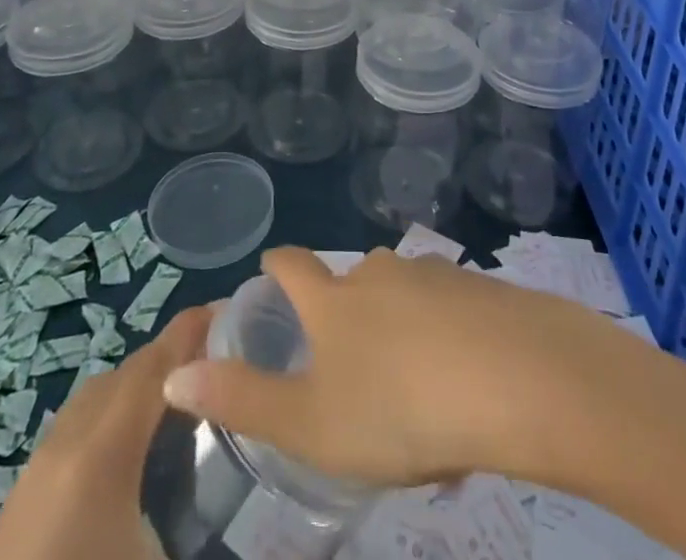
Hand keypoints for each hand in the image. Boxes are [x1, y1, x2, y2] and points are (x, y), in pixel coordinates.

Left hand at [0, 305, 209, 559]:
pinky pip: (74, 428)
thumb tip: (281, 546)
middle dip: (172, 356)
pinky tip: (132, 455)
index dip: (191, 331)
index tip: (230, 309)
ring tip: (182, 405)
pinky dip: (111, 417)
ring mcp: (36, 470)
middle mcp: (66, 443)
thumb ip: (217, 534)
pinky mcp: (19, 500)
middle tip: (219, 363)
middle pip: (126, 373)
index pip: (154, 365)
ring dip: (139, 387)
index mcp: (102, 453)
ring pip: (96, 397)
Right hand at [159, 246, 608, 487]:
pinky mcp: (481, 289)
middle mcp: (381, 273)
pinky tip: (461, 385)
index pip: (293, 266)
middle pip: (352, 278)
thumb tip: (172, 374)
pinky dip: (445, 336)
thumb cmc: (398, 407)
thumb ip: (243, 398)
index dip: (277, 265)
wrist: (514, 378)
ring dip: (399, 326)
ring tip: (410, 389)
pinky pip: (450, 309)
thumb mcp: (310, 421)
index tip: (271, 267)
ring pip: (404, 294)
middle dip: (344, 307)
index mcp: (335, 301)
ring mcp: (435, 274)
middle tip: (349, 361)